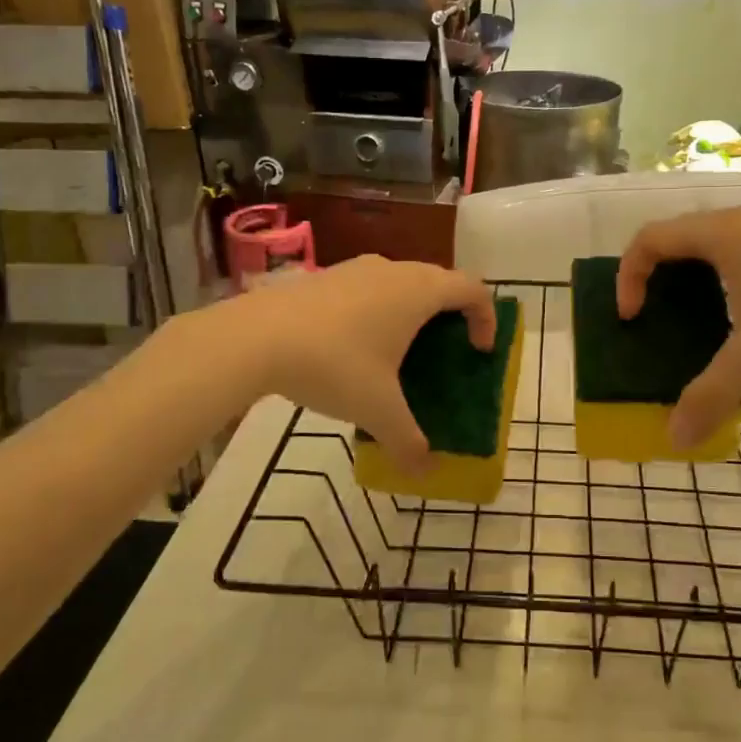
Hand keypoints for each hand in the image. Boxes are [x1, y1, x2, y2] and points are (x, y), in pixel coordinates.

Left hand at [247, 255, 496, 469]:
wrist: (254, 337)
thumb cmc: (334, 365)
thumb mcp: (377, 410)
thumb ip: (407, 442)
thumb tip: (425, 473)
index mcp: (419, 291)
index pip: (473, 289)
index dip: (486, 318)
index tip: (479, 352)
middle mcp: (393, 269)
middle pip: (439, 282)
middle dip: (451, 316)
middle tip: (445, 353)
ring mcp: (355, 268)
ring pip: (401, 282)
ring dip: (412, 311)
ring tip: (400, 352)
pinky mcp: (325, 276)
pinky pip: (369, 287)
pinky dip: (378, 310)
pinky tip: (354, 348)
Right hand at [617, 208, 740, 446]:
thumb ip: (710, 395)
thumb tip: (674, 440)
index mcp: (720, 234)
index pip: (649, 239)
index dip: (628, 276)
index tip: (631, 318)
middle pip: (680, 238)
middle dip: (659, 278)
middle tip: (658, 319)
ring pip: (718, 244)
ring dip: (697, 279)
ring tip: (702, 322)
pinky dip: (732, 279)